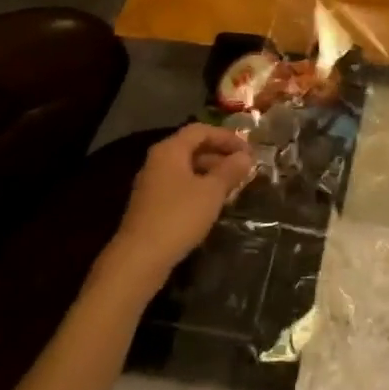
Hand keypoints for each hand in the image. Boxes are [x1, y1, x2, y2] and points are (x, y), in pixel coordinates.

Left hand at [109, 124, 254, 280]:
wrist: (139, 259)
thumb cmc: (178, 217)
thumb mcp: (211, 192)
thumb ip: (230, 171)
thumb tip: (245, 156)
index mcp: (170, 150)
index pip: (201, 130)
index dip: (227, 137)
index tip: (249, 150)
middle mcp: (158, 161)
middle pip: (192, 148)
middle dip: (220, 155)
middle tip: (244, 168)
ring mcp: (152, 184)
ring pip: (187, 169)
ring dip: (211, 173)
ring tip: (234, 186)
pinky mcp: (151, 206)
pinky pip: (180, 186)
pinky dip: (199, 188)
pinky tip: (213, 204)